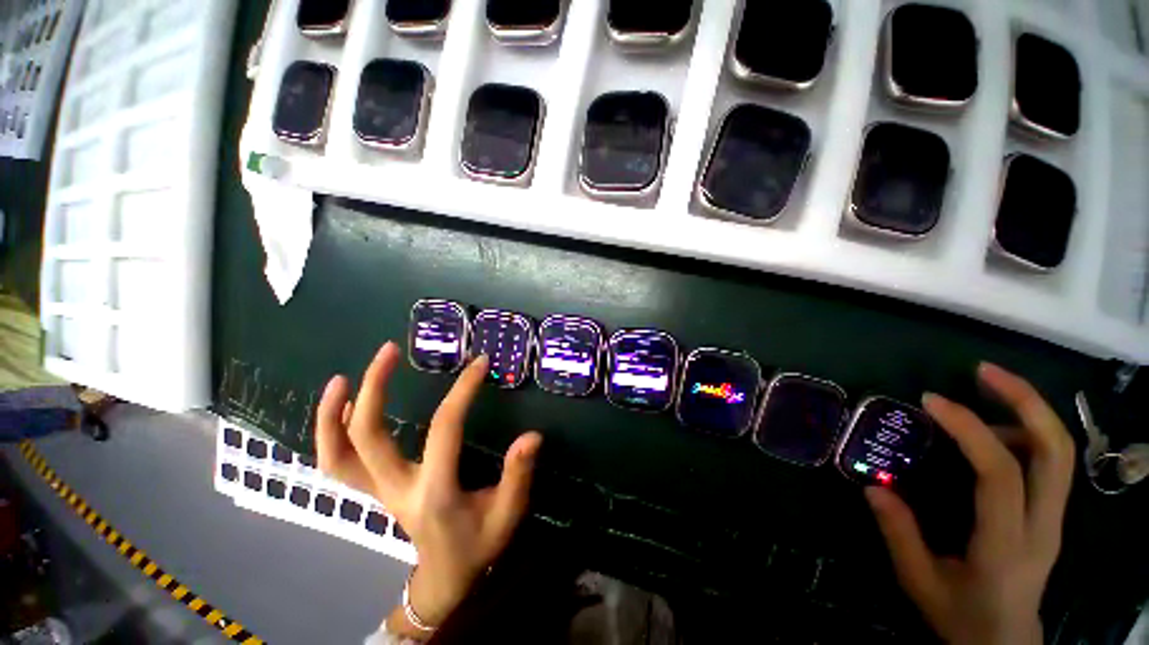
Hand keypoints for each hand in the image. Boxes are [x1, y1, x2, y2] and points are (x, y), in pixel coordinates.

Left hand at [315, 342, 542, 636]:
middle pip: (368, 436)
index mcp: (435, 491)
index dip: (462, 390)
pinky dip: (331, 434)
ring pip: (338, 454)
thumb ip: (518, 475)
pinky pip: (339, 463)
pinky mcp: (375, 490)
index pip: (444, 428)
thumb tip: (532, 436)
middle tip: (388, 351)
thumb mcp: (508, 514)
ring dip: (332, 414)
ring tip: (342, 377)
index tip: (479, 363)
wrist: (445, 578)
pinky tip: (342, 407)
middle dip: (374, 388)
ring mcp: (379, 491)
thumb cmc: (479, 544)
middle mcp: (397, 489)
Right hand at [866, 363, 1074, 644]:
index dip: (970, 430)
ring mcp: (1055, 519)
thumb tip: (874, 487)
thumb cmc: (961, 616)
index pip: (1001, 473)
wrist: (1005, 644)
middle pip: (1054, 451)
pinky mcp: (1053, 515)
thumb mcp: (920, 581)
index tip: (931, 401)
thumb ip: (899, 534)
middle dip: (1026, 401)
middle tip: (983, 371)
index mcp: (1006, 544)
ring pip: (1060, 452)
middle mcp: (1042, 525)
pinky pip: (1050, 463)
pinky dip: (1028, 432)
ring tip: (987, 388)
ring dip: (1029, 410)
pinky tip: (995, 431)